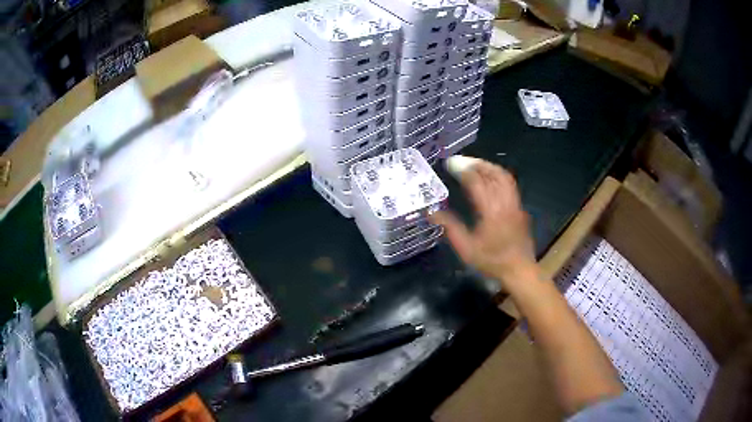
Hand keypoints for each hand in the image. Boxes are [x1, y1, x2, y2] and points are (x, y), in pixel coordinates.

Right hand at [430, 161, 536, 287]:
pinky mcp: (520, 208)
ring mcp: (515, 204)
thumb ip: (450, 228)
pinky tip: (490, 179)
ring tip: (475, 165)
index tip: (450, 164)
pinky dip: (498, 176)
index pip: (476, 182)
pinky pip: (510, 185)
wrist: (519, 270)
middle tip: (462, 160)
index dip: (463, 170)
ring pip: (504, 177)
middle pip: (493, 174)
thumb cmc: (491, 261)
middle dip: (477, 163)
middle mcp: (505, 203)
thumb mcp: (466, 248)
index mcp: (490, 211)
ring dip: (489, 167)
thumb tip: (431, 212)